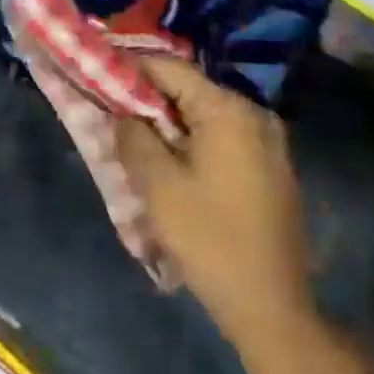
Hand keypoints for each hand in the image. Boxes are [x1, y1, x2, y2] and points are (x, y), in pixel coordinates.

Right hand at [115, 59, 313, 356]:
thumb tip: (124, 114)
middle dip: (150, 100)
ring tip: (138, 141)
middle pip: (190, 91)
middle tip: (114, 115)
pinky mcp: (273, 167)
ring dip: (172, 123)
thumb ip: (133, 136)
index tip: (100, 79)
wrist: (272, 305)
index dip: (131, 69)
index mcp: (228, 110)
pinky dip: (195, 141)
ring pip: (207, 116)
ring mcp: (269, 141)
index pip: (171, 68)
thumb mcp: (157, 185)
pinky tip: (175, 164)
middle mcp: (254, 114)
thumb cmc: (209, 239)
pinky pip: (225, 138)